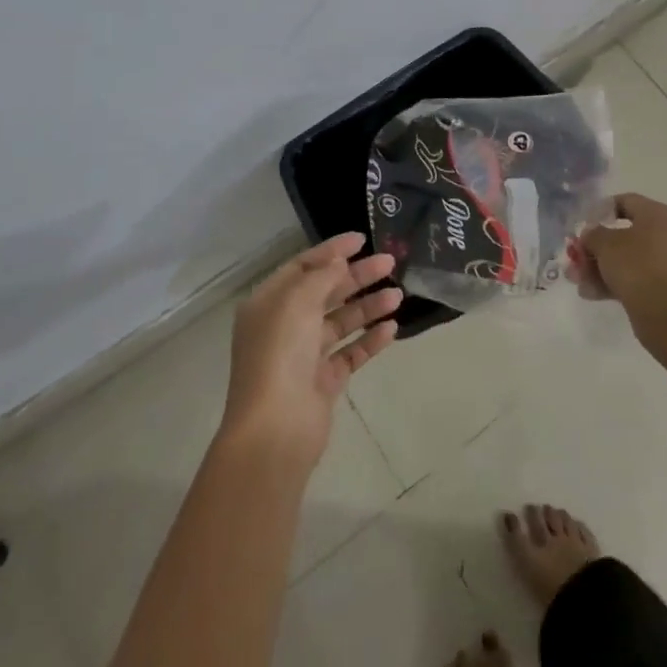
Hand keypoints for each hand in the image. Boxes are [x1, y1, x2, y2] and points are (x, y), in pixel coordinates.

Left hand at [220, 233, 400, 470]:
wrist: (276, 428)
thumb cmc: (280, 354)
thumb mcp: (297, 301)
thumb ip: (321, 277)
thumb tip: (339, 263)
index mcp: (268, 303)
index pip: (301, 267)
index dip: (331, 251)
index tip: (361, 239)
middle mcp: (284, 326)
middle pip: (324, 292)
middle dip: (356, 276)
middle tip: (389, 263)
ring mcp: (304, 356)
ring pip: (340, 322)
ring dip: (368, 307)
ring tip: (398, 296)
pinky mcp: (323, 382)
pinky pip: (350, 353)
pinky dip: (369, 340)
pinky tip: (391, 329)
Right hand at [578, 193, 666, 331]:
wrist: (666, 314)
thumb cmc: (635, 266)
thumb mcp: (604, 244)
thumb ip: (593, 234)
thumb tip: (592, 235)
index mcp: (661, 214)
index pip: (627, 201)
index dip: (601, 211)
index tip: (584, 226)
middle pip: (628, 234)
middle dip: (599, 249)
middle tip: (579, 259)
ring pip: (634, 259)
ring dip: (605, 268)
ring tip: (581, 283)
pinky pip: (644, 277)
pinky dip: (620, 283)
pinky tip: (594, 294)